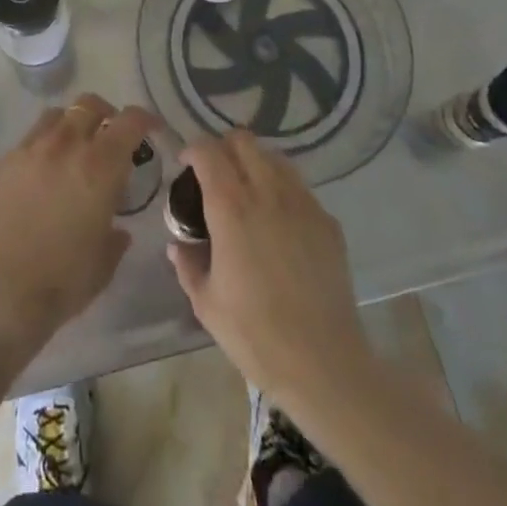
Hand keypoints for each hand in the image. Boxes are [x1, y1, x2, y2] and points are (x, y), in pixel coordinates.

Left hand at [0, 95, 156, 356]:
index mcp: (100, 166)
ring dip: (72, 123)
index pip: (129, 122)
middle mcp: (66, 145)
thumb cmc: (62, 281)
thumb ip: (115, 238)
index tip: (151, 128)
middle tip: (109, 136)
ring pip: (57, 114)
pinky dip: (43, 145)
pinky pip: (30, 138)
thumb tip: (118, 230)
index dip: (145, 119)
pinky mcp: (4, 161)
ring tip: (74, 148)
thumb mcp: (103, 263)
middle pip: (89, 105)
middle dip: (105, 114)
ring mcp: (31, 149)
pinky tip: (41, 172)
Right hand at [168, 131, 372, 407]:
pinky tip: (280, 222)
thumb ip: (187, 264)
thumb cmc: (255, 334)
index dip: (193, 150)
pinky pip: (300, 188)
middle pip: (243, 141)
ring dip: (255, 163)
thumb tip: (178, 244)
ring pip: (275, 157)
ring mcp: (302, 204)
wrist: (323, 364)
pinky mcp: (328, 222)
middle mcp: (267, 192)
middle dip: (224, 147)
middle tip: (215, 174)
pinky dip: (283, 190)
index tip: (185, 165)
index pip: (208, 151)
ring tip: (248, 191)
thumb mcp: (206, 304)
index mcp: (231, 207)